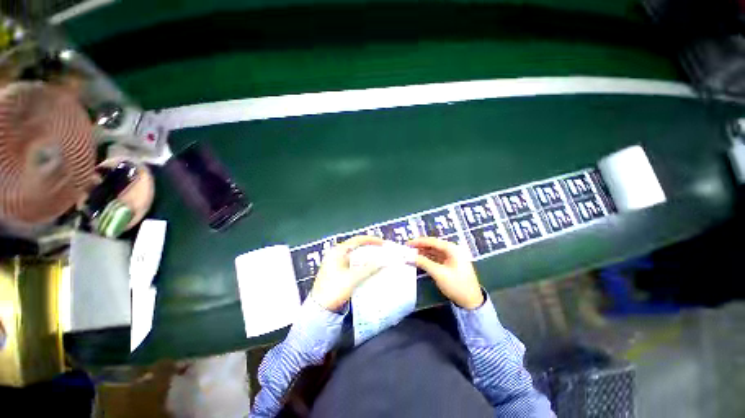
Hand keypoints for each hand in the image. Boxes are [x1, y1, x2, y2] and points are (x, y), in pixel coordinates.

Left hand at [310, 235, 384, 310]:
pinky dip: (363, 269)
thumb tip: (382, 262)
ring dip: (368, 261)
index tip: (383, 244)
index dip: (371, 240)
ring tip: (380, 263)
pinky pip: (354, 268)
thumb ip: (369, 269)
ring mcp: (336, 266)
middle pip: (357, 249)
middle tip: (383, 254)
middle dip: (371, 251)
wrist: (321, 307)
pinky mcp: (339, 275)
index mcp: (337, 252)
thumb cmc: (333, 289)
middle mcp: (336, 256)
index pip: (356, 240)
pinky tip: (371, 273)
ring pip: (356, 259)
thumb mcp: (353, 278)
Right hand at [407, 237, 483, 309]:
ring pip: (435, 253)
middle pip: (434, 246)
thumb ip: (423, 263)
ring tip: (410, 256)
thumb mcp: (439, 273)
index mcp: (453, 249)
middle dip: (420, 248)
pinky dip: (429, 260)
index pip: (433, 241)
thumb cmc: (456, 285)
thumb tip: (408, 256)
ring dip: (424, 254)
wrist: (470, 299)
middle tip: (406, 251)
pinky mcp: (451, 267)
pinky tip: (420, 263)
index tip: (406, 244)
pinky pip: (438, 260)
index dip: (419, 242)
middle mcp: (454, 251)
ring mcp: (453, 259)